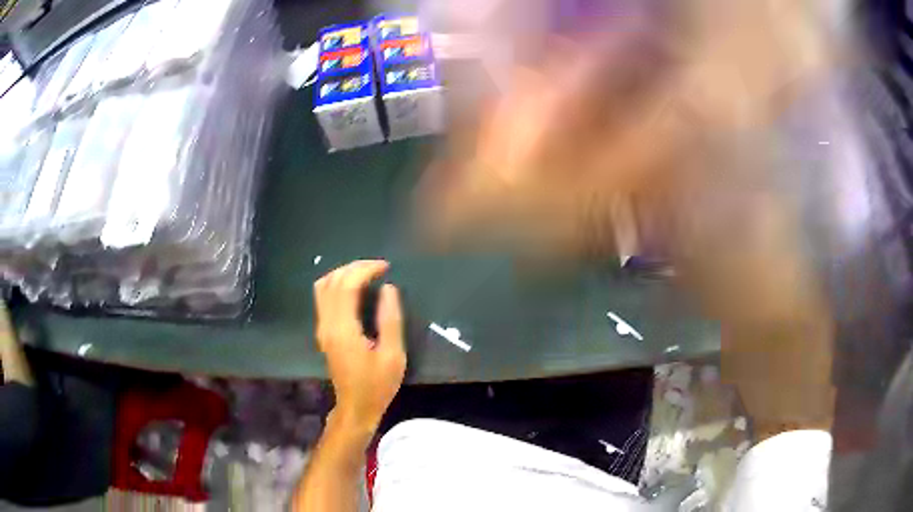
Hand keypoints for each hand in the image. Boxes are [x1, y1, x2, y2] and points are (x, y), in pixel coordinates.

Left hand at [314, 260, 405, 434]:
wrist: (356, 407)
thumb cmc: (377, 385)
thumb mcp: (393, 355)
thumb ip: (390, 320)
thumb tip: (389, 289)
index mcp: (343, 329)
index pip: (347, 285)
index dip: (365, 270)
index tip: (385, 267)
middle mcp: (327, 324)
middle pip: (332, 281)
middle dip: (354, 267)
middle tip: (378, 267)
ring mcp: (322, 328)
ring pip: (323, 287)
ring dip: (343, 274)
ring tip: (366, 274)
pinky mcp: (324, 332)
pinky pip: (323, 298)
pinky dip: (337, 285)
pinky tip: (354, 289)